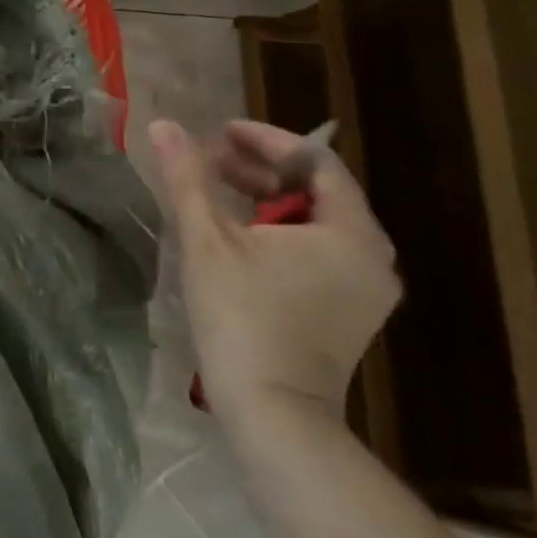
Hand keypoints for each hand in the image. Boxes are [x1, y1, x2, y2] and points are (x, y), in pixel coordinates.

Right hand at [147, 119, 400, 425]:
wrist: (273, 411)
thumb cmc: (241, 315)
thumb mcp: (207, 240)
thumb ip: (187, 178)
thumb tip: (163, 126)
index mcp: (350, 231)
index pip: (315, 161)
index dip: (266, 140)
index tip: (221, 132)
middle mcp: (373, 255)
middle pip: (319, 191)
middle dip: (264, 169)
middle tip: (213, 159)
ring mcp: (367, 288)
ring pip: (319, 223)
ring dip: (271, 200)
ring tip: (221, 191)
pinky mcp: (352, 312)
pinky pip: (321, 252)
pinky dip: (284, 233)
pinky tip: (243, 236)